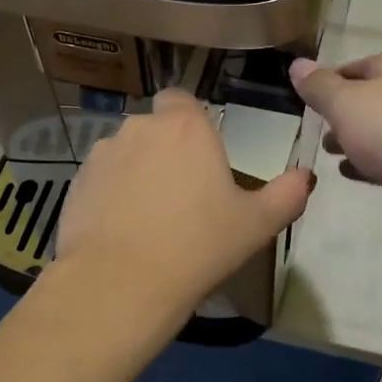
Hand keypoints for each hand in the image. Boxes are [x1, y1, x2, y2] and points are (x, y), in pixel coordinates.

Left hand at [54, 88, 314, 322]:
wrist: (121, 283)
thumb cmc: (198, 246)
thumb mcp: (256, 225)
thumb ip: (286, 194)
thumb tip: (306, 176)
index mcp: (185, 126)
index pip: (181, 98)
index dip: (189, 121)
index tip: (199, 155)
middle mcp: (140, 127)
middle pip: (154, 127)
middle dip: (165, 150)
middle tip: (182, 194)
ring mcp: (102, 153)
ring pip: (125, 153)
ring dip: (136, 171)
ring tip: (148, 217)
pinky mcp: (75, 182)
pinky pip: (100, 179)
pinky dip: (110, 194)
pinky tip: (120, 231)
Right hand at [290, 52, 381, 237]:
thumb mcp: (344, 103)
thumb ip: (318, 86)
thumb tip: (297, 64)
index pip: (351, 67)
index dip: (326, 83)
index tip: (305, 104)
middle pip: (367, 98)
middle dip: (339, 114)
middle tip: (315, 131)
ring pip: (379, 128)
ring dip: (353, 139)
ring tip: (329, 153)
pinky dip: (370, 162)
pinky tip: (351, 174)